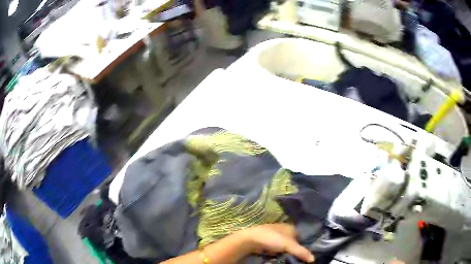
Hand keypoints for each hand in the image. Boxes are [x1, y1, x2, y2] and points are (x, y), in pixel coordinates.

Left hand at [238, 224, 314, 262]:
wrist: (251, 240)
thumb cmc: (272, 239)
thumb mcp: (289, 245)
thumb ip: (301, 252)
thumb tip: (313, 259)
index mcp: (291, 227)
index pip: (303, 237)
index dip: (307, 245)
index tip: (310, 254)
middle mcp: (285, 231)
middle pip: (296, 243)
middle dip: (298, 250)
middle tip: (303, 259)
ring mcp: (277, 238)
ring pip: (288, 247)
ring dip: (290, 253)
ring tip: (296, 260)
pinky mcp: (270, 244)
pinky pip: (280, 250)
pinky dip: (283, 254)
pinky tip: (285, 259)